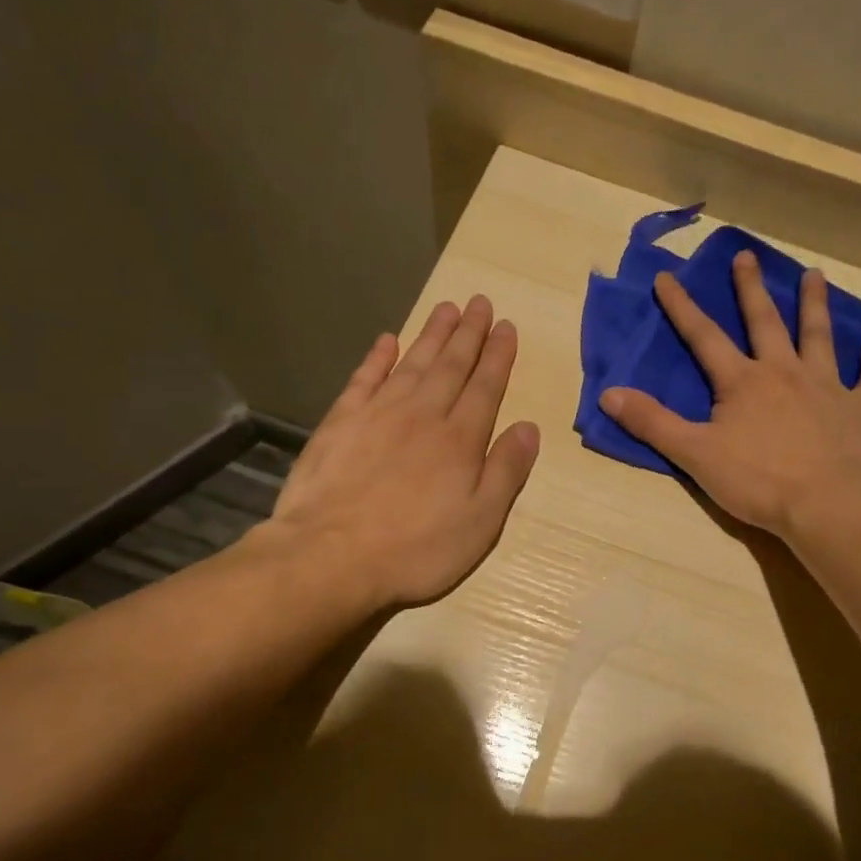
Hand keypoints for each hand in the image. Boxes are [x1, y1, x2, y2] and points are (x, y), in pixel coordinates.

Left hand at [266, 296, 538, 608]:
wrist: (331, 557)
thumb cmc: (416, 549)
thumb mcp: (480, 522)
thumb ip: (506, 471)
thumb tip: (529, 427)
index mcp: (460, 440)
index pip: (485, 387)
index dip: (498, 356)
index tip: (506, 327)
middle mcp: (423, 415)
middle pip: (450, 365)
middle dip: (469, 333)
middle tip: (480, 302)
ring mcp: (378, 414)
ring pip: (412, 363)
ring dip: (431, 334)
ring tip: (447, 308)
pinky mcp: (340, 423)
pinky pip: (364, 379)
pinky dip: (377, 357)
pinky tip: (387, 340)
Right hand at [601, 251, 860, 539]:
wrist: (827, 503)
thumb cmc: (757, 480)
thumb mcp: (694, 454)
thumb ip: (652, 422)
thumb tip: (608, 394)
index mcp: (742, 382)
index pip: (704, 337)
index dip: (681, 308)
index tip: (666, 277)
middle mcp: (784, 372)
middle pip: (765, 322)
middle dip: (750, 289)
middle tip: (747, 256)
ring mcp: (826, 387)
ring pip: (818, 337)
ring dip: (814, 305)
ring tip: (814, 275)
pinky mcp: (859, 409)